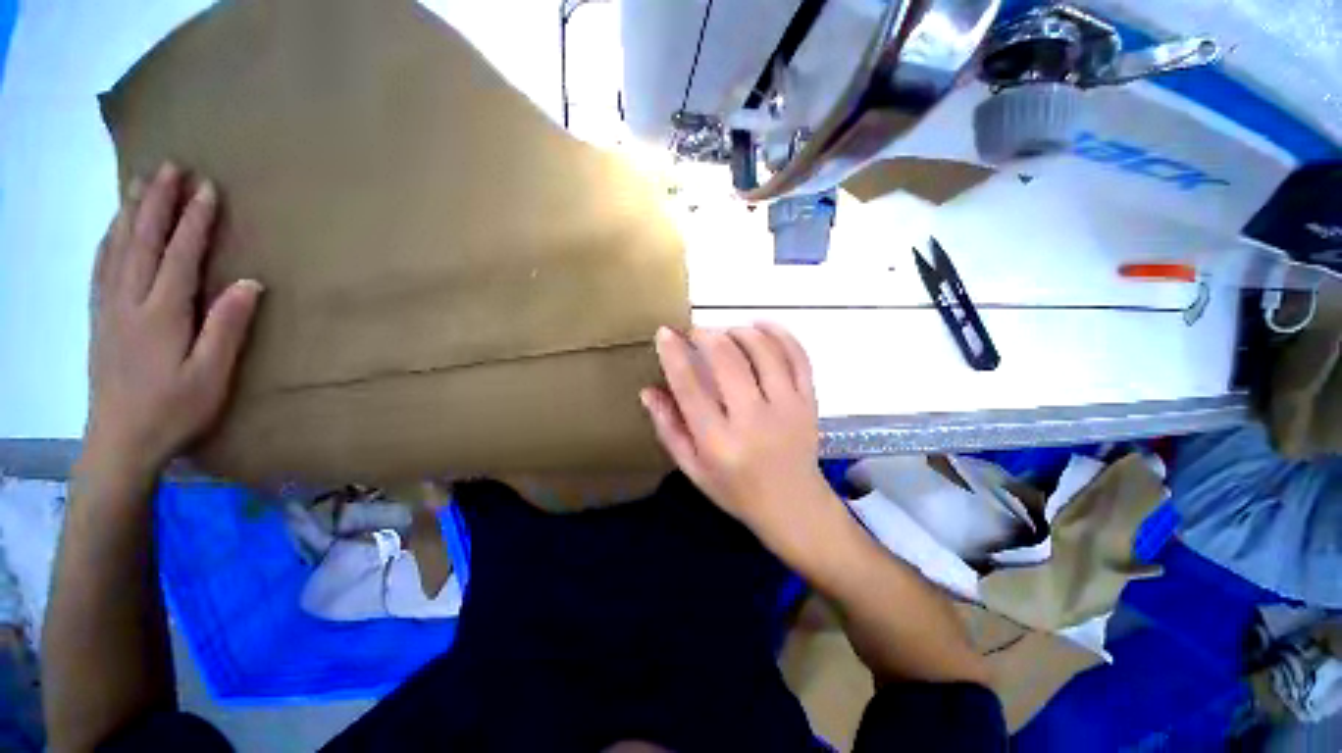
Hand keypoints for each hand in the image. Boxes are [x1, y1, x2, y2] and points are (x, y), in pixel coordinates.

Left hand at [85, 162, 262, 476]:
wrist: (120, 442)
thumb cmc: (174, 410)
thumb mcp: (211, 375)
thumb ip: (227, 327)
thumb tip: (250, 283)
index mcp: (161, 314)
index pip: (180, 255)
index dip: (195, 220)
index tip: (208, 188)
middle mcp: (130, 301)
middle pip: (143, 241)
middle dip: (157, 201)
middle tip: (170, 166)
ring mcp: (110, 308)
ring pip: (118, 247)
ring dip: (131, 211)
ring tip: (140, 182)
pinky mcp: (101, 319)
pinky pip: (102, 266)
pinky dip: (109, 239)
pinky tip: (114, 227)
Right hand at [641, 324, 830, 535]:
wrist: (793, 506)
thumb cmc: (735, 489)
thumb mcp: (692, 468)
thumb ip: (669, 428)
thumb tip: (648, 391)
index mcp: (718, 442)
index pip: (690, 387)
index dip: (674, 354)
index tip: (665, 333)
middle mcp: (753, 420)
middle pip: (728, 359)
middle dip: (706, 335)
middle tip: (696, 334)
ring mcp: (787, 407)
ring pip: (762, 350)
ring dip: (738, 331)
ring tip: (725, 333)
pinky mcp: (809, 401)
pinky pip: (797, 355)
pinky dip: (778, 333)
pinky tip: (760, 326)